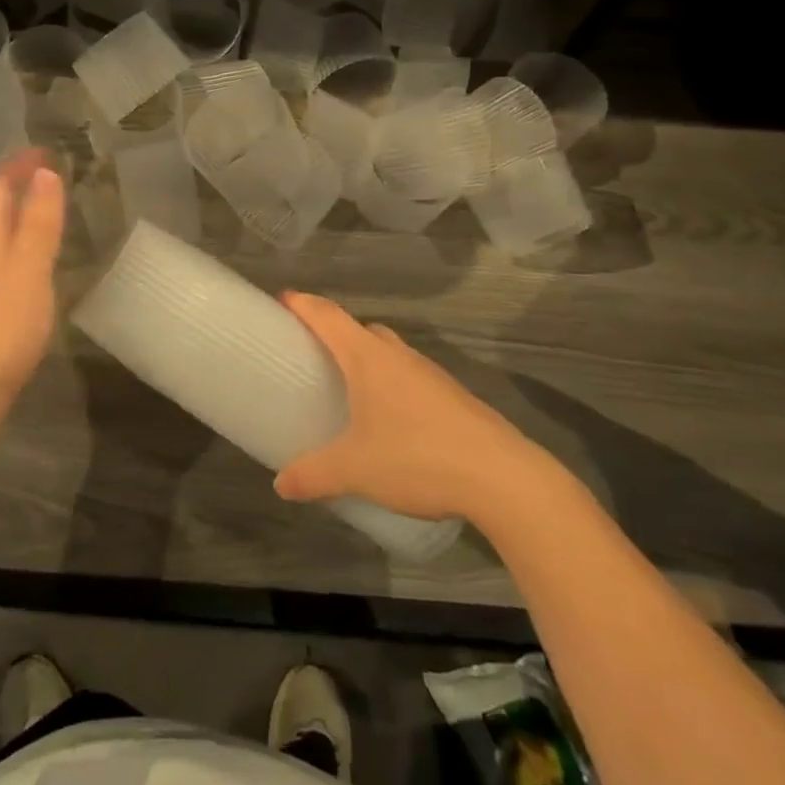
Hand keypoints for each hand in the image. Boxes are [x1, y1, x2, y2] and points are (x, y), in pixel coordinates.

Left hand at [0, 149, 65, 400]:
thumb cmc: (4, 325)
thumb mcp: (30, 269)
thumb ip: (38, 224)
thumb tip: (45, 174)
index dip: (16, 167)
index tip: (42, 150)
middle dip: (6, 184)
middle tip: (34, 171)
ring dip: (2, 211)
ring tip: (23, 203)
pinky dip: (1, 240)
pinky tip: (5, 254)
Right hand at [273, 292, 555, 525]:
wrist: (503, 478)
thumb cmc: (417, 458)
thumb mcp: (354, 470)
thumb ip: (313, 475)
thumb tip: (281, 485)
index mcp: (368, 358)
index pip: (328, 316)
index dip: (303, 304)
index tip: (283, 299)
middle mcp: (398, 355)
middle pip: (361, 329)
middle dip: (336, 333)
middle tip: (313, 353)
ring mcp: (431, 374)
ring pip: (391, 352)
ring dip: (368, 359)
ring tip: (350, 388)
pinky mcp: (453, 397)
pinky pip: (411, 376)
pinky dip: (393, 384)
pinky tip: (391, 419)